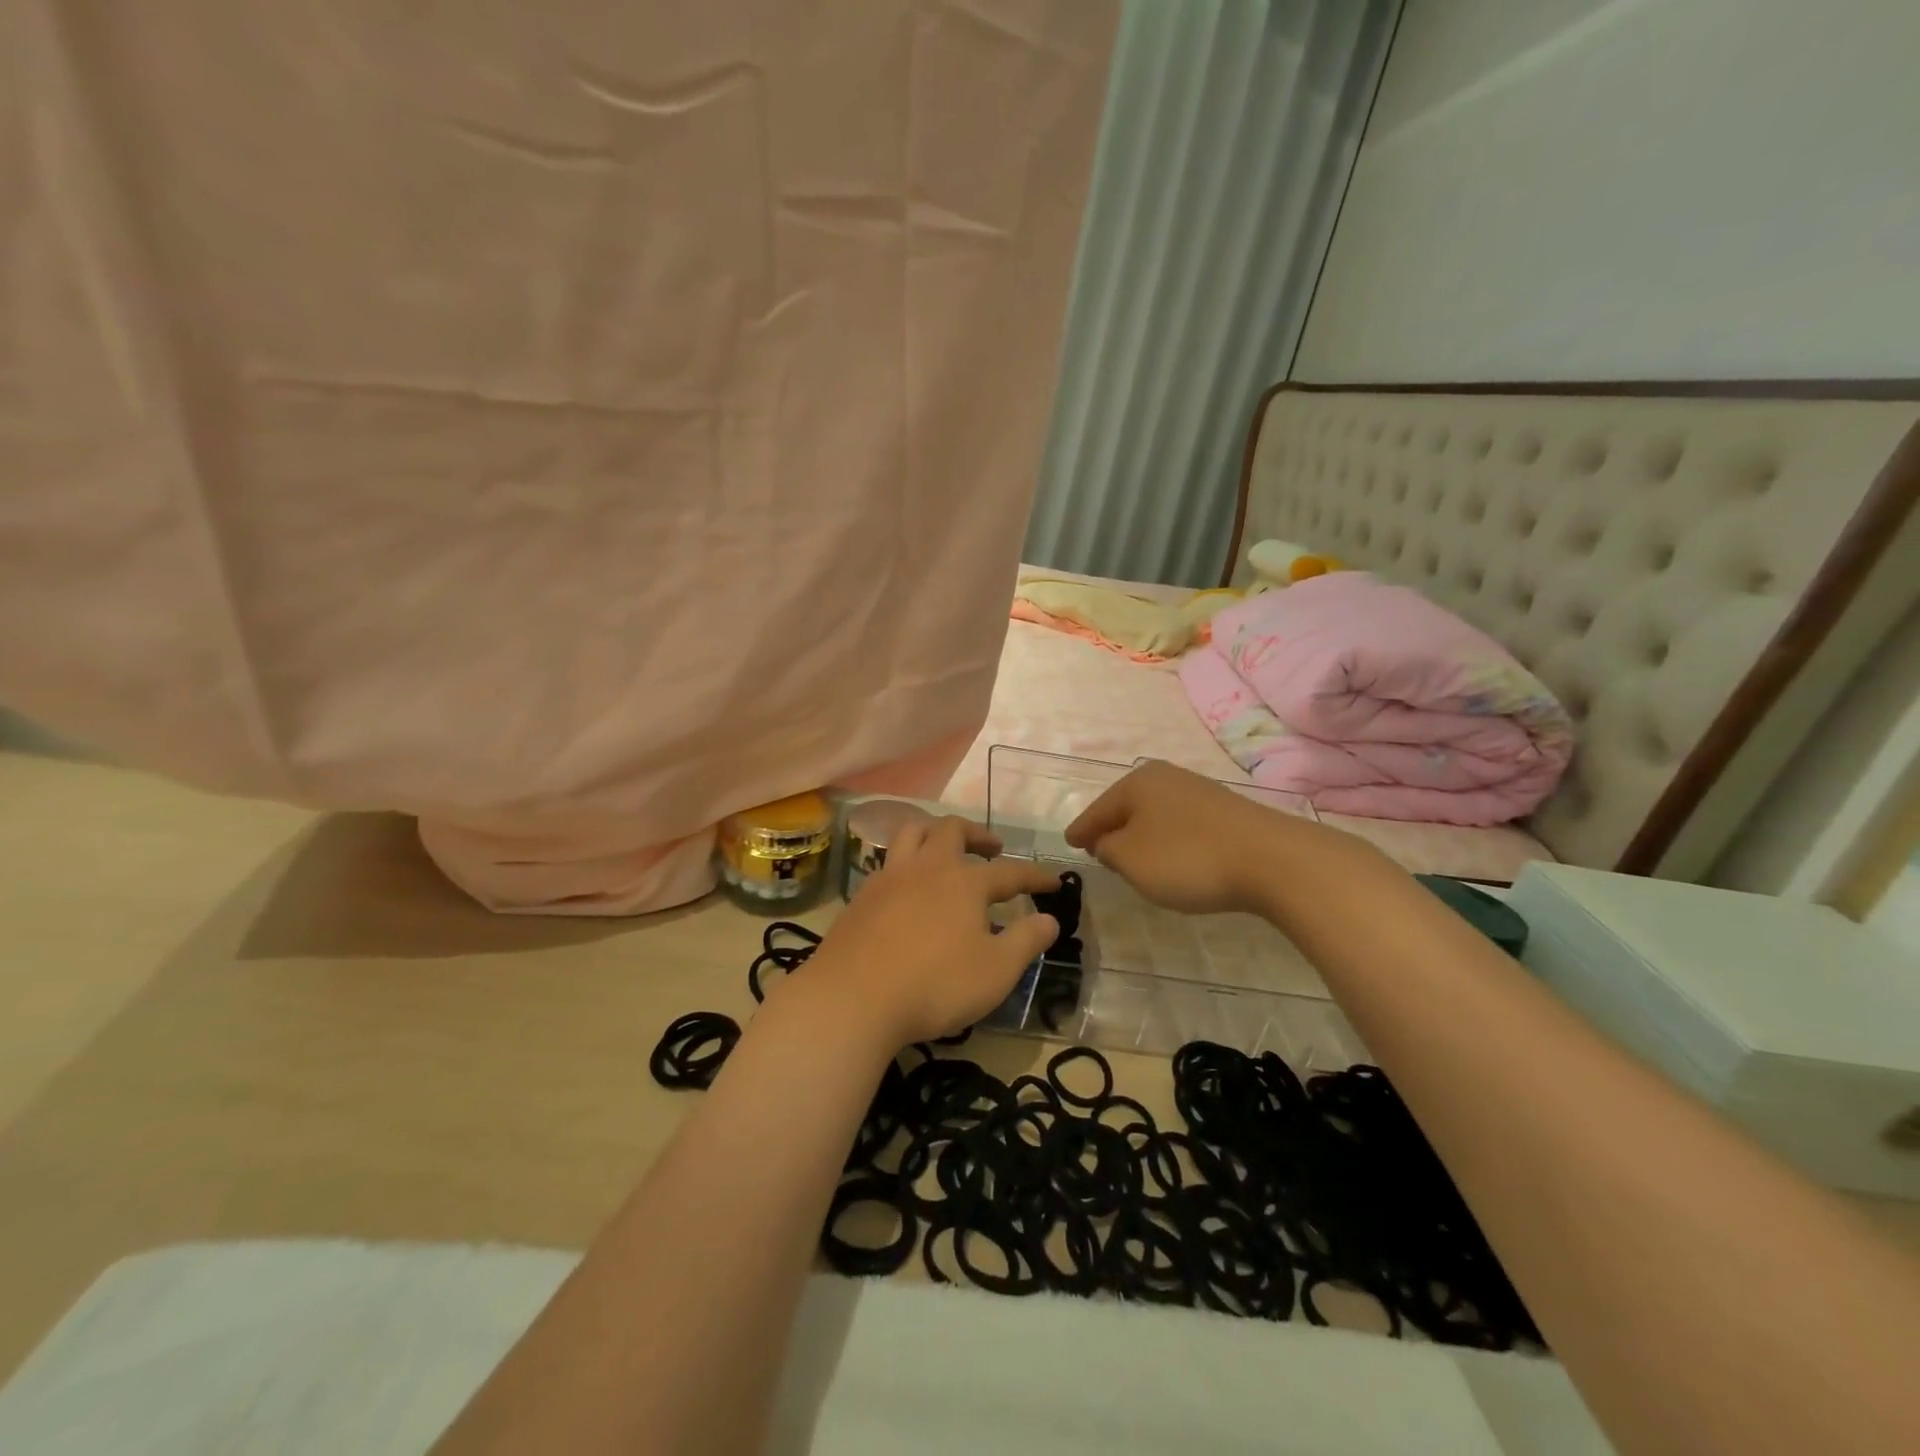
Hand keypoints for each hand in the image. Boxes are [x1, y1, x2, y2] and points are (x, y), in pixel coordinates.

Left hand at [809, 817, 1060, 1046]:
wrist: (853, 998)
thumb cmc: (935, 985)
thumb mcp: (996, 971)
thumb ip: (1026, 941)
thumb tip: (1049, 920)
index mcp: (965, 882)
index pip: (1010, 872)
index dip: (1034, 877)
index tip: (1053, 882)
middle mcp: (927, 867)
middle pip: (952, 830)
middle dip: (977, 834)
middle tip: (992, 847)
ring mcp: (890, 877)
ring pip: (912, 833)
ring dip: (935, 833)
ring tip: (946, 849)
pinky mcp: (862, 896)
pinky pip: (888, 861)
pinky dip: (906, 862)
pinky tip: (908, 885)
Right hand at [1064, 761, 1320, 915]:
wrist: (1273, 860)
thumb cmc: (1187, 858)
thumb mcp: (1131, 860)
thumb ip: (1108, 849)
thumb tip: (1106, 842)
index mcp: (1137, 783)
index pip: (1097, 810)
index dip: (1082, 830)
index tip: (1069, 843)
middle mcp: (1167, 777)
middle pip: (1128, 807)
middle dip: (1113, 828)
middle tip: (1098, 850)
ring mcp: (1200, 791)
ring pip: (1156, 815)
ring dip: (1143, 835)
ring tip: (1135, 857)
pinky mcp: (1227, 811)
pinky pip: (1182, 824)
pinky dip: (1170, 839)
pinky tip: (1174, 857)